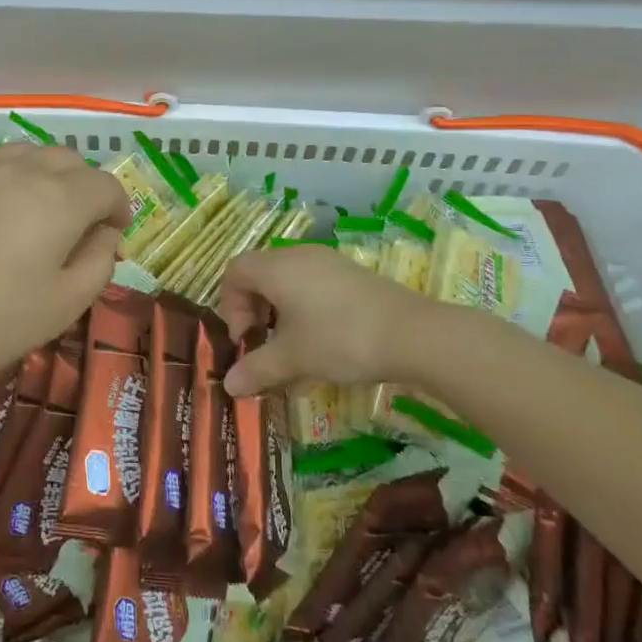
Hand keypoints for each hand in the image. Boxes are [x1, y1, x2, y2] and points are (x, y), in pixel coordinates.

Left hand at [0, 143, 131, 389]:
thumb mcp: (66, 304)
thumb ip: (99, 261)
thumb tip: (104, 234)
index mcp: (58, 199)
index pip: (105, 184)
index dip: (119, 207)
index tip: (114, 233)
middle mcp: (20, 172)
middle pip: (68, 159)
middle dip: (84, 185)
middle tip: (79, 223)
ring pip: (25, 154)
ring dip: (45, 175)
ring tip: (37, 211)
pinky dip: (4, 185)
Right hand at [219, 245, 447, 396]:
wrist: (412, 334)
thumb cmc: (339, 339)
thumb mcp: (292, 358)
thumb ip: (256, 369)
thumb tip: (229, 385)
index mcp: (277, 267)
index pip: (235, 271)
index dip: (230, 305)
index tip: (245, 339)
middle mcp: (299, 256)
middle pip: (260, 275)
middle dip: (254, 312)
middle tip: (264, 346)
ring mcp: (329, 262)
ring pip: (289, 282)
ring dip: (281, 315)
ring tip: (293, 352)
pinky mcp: (352, 276)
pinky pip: (314, 287)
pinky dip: (306, 313)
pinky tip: (322, 347)